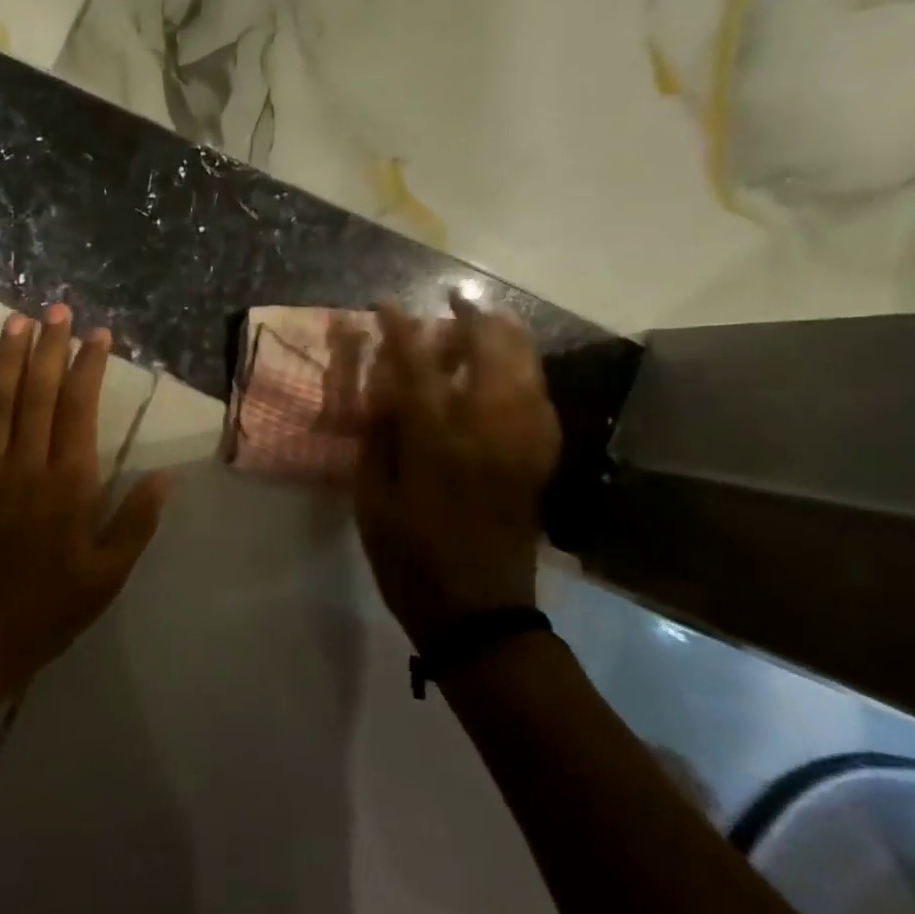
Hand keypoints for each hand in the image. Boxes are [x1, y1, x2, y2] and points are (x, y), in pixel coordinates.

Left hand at [0, 306, 171, 696]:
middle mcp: (27, 464)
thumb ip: (136, 524)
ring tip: (20, 320)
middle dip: (50, 346)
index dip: (89, 366)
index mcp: (69, 484)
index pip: (80, 408)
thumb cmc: (46, 608)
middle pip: (39, 391)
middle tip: (58, 310)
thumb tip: (165, 478)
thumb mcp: (107, 577)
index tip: (98, 335)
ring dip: (12, 355)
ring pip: (0, 398)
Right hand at [355, 296, 560, 649]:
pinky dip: (528, 372)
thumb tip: (385, 386)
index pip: (418, 366)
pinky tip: (514, 370)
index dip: (402, 330)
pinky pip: (542, 400)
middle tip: (452, 301)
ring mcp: (522, 445)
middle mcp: (487, 432)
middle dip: (472, 318)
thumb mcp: (372, 499)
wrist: (478, 612)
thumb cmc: (409, 558)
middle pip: (490, 354)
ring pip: (526, 370)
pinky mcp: (538, 462)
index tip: (387, 304)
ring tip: (486, 320)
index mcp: (437, 442)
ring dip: (507, 337)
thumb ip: (380, 436)